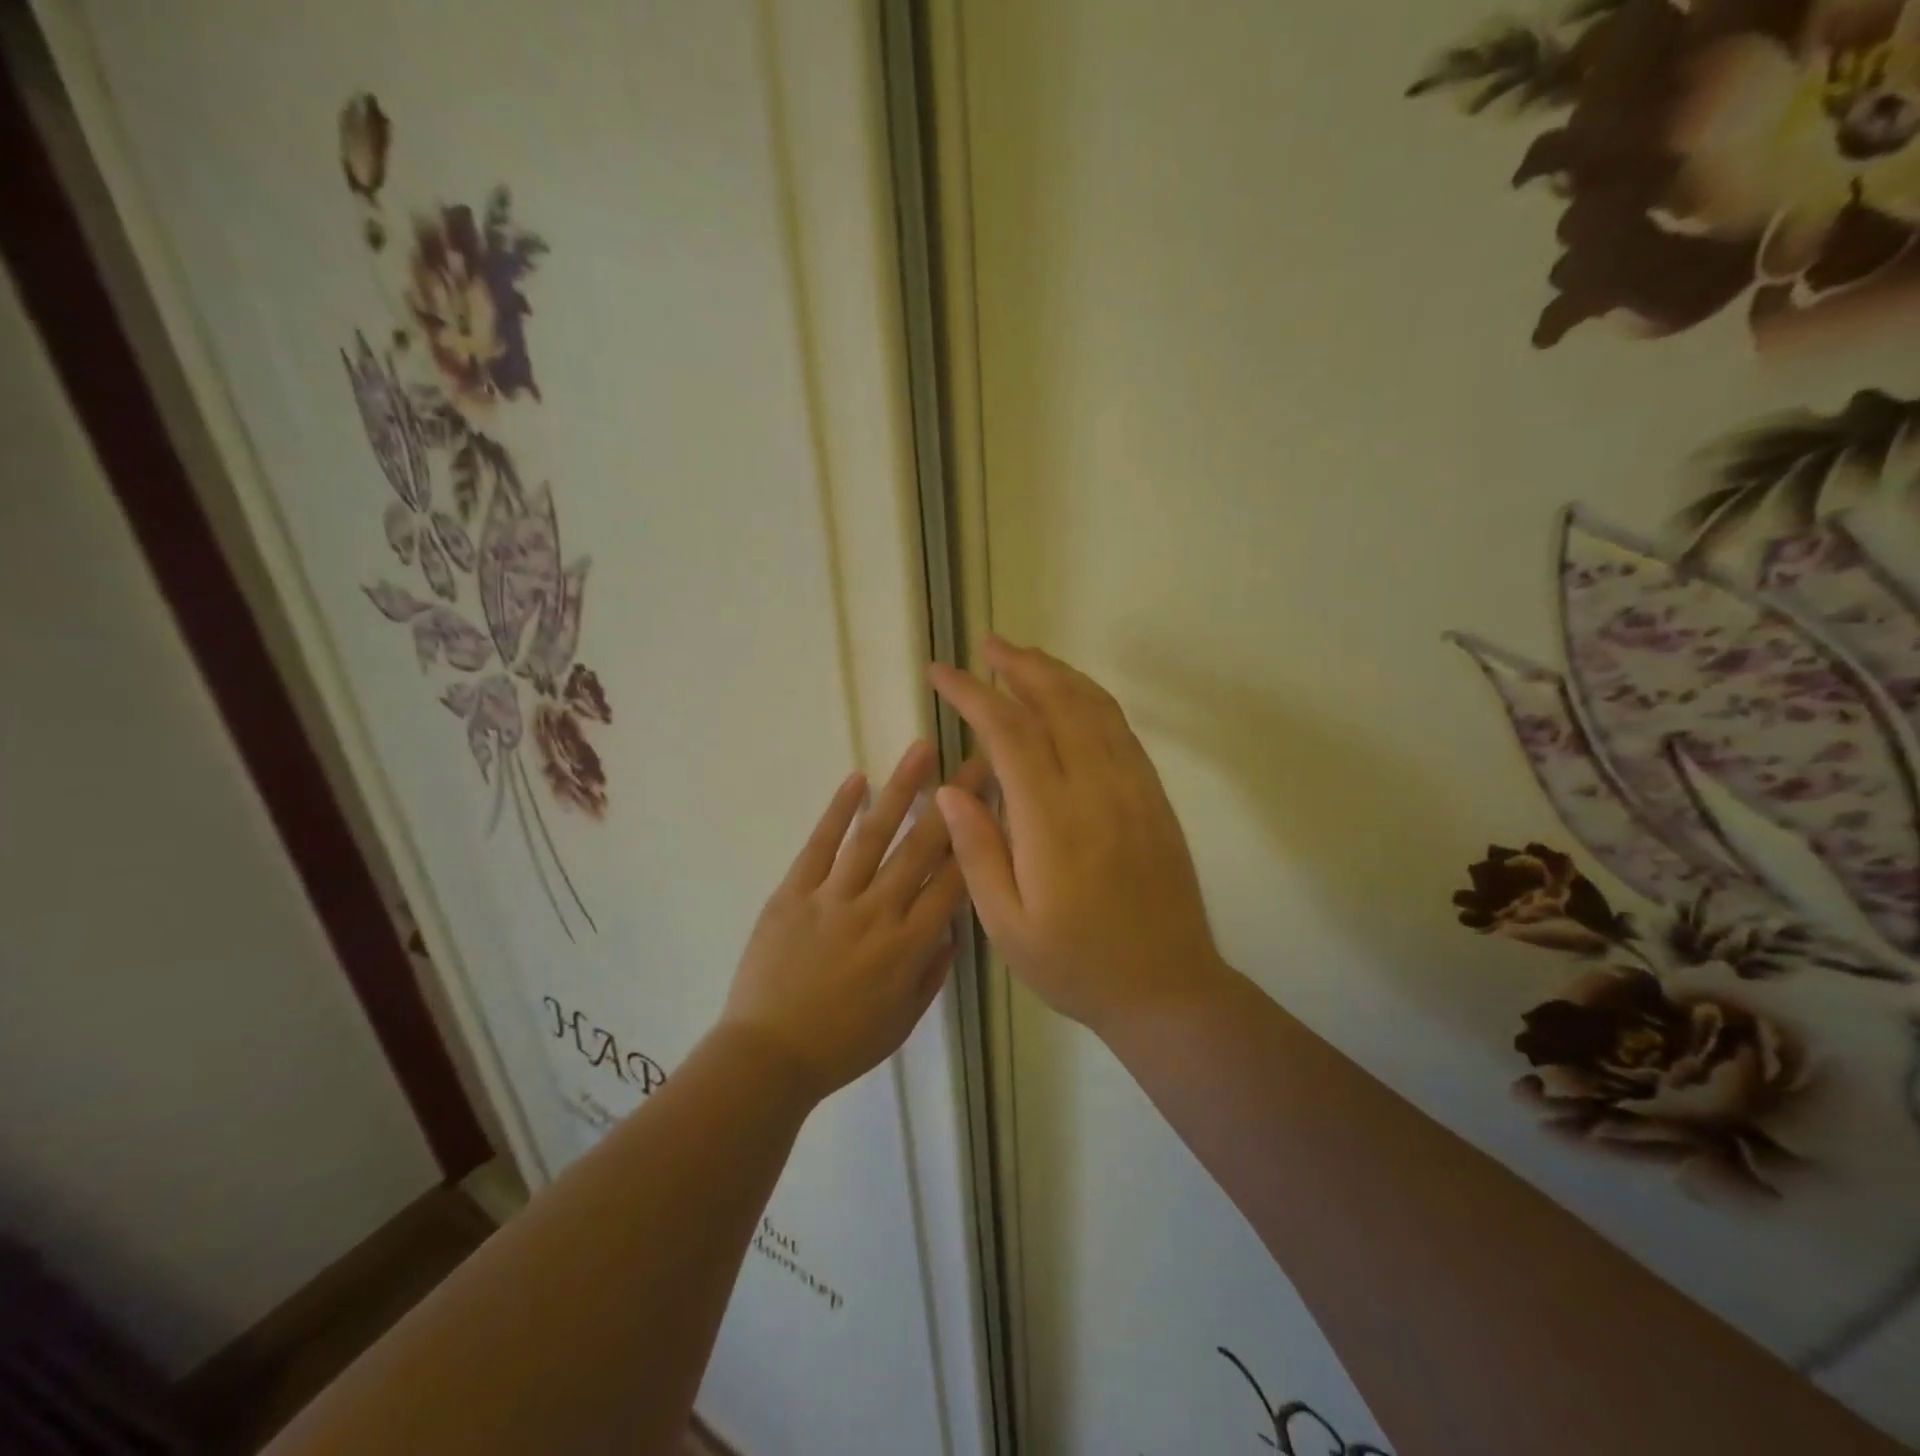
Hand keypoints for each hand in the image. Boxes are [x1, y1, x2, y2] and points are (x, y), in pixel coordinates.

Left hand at [720, 743, 988, 1102]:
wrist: (768, 1058)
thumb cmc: (842, 1045)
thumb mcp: (903, 1020)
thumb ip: (932, 971)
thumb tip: (952, 928)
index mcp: (909, 946)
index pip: (954, 881)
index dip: (977, 839)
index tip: (995, 803)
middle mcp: (878, 912)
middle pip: (922, 847)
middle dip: (954, 801)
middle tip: (975, 760)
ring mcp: (833, 898)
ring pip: (874, 834)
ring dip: (900, 790)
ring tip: (922, 751)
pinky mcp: (793, 893)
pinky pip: (819, 845)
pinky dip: (838, 811)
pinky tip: (857, 780)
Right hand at [928, 637, 1227, 1035]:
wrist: (1168, 988)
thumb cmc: (1077, 964)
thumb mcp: (1007, 926)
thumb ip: (976, 851)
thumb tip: (948, 787)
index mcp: (1052, 821)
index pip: (1007, 733)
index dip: (971, 695)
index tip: (941, 673)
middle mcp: (1096, 790)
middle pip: (1057, 703)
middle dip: (1018, 667)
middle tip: (987, 648)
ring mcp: (1133, 789)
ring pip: (1094, 708)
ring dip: (1057, 674)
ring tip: (1024, 658)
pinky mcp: (1154, 797)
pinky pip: (1121, 731)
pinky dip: (1092, 700)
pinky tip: (1074, 697)